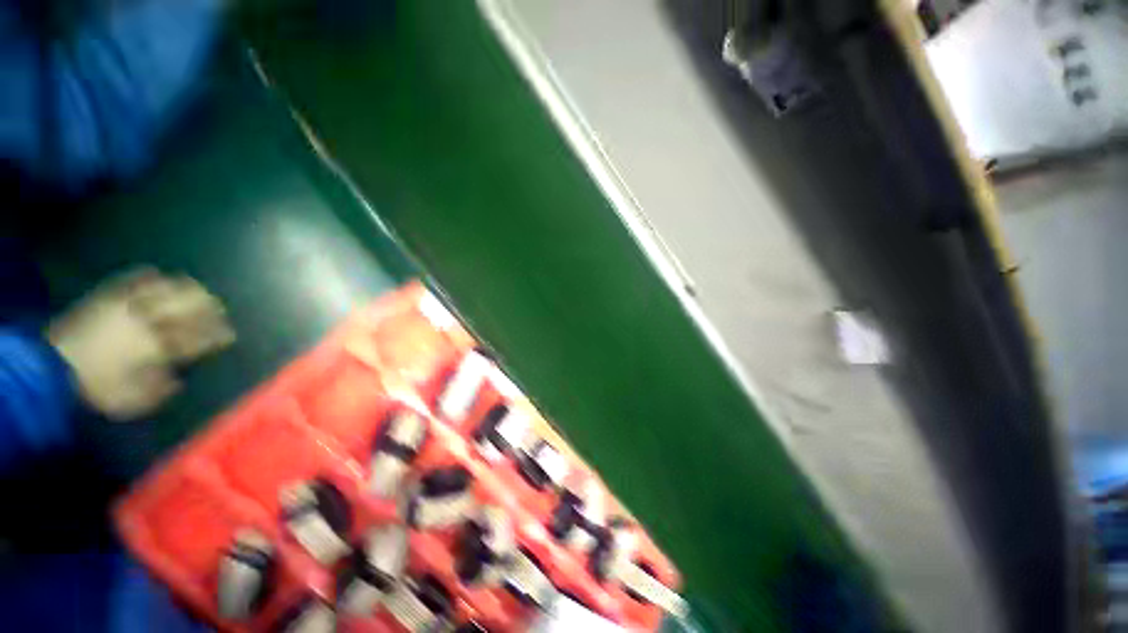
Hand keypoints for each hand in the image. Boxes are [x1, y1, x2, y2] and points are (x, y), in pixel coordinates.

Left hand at [46, 267, 234, 419]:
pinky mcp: (105, 300)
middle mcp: (146, 324)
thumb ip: (159, 389)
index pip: (195, 338)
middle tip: (220, 308)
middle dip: (207, 308)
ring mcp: (124, 308)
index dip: (214, 336)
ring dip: (183, 290)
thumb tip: (178, 379)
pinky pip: (128, 282)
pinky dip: (145, 277)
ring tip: (198, 288)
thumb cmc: (96, 390)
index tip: (229, 335)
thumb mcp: (131, 401)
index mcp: (156, 348)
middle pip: (185, 310)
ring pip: (162, 292)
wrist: (50, 370)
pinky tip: (156, 273)